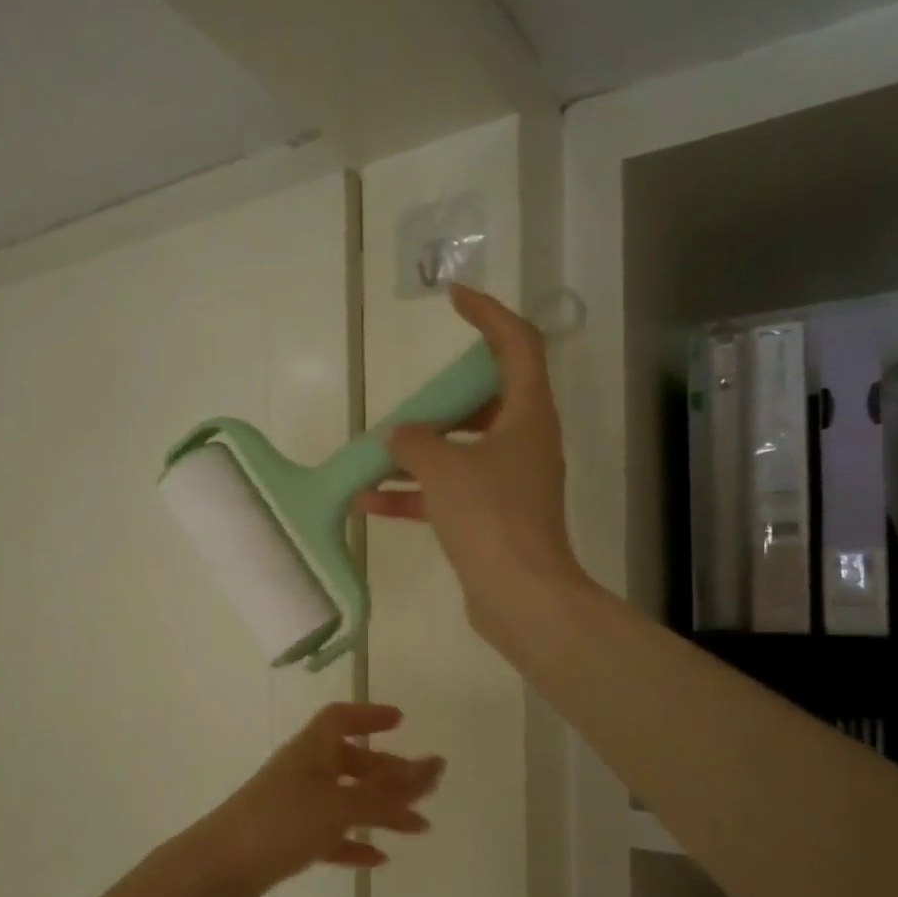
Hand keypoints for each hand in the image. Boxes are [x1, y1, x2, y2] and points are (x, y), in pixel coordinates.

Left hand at [184, 703, 442, 896]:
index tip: (401, 721)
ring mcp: (290, 807)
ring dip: (379, 810)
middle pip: (348, 761)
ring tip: (418, 828)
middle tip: (422, 788)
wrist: (215, 874)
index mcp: (309, 751)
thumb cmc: (280, 825)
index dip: (370, 715)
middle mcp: (300, 772)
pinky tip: (377, 859)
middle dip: (386, 772)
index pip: (340, 718)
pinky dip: (352, 842)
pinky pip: (328, 834)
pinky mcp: (283, 841)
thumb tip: (435, 766)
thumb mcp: (339, 805)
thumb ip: (388, 791)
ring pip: (343, 800)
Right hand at [356, 286, 586, 640]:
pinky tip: (368, 502)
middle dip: (445, 399)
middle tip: (413, 400)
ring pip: (462, 450)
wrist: (520, 596)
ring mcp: (510, 483)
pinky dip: (415, 494)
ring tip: (374, 456)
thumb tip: (399, 438)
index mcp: (529, 415)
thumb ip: (415, 443)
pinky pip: (449, 493)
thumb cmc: (491, 518)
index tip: (454, 299)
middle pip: (488, 401)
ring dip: (419, 452)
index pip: (517, 344)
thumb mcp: (445, 469)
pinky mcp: (493, 518)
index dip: (488, 314)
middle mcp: (525, 443)